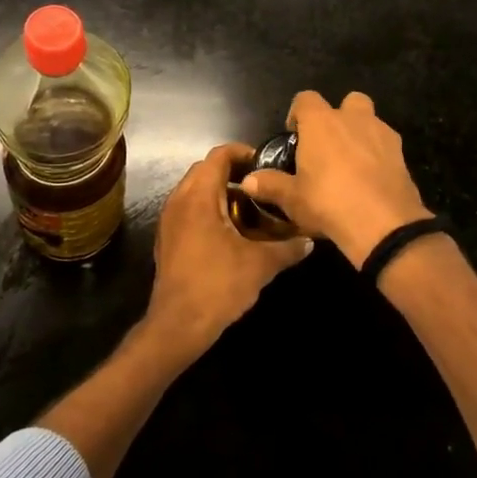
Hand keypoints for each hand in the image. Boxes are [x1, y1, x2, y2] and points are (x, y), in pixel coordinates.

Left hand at [147, 144, 312, 361]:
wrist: (178, 325)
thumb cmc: (218, 286)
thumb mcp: (260, 265)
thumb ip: (287, 248)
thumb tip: (310, 241)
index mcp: (199, 197)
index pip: (218, 155)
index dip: (242, 152)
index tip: (265, 163)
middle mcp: (179, 200)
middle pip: (205, 169)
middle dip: (233, 172)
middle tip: (261, 186)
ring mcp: (169, 220)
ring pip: (194, 190)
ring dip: (219, 191)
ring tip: (249, 209)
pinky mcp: (167, 238)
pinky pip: (188, 209)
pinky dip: (208, 208)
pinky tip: (230, 231)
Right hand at [241, 91, 429, 268]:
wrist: (383, 224)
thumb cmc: (328, 203)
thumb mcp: (292, 199)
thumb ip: (270, 185)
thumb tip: (248, 181)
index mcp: (321, 122)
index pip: (306, 98)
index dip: (298, 113)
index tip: (295, 135)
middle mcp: (353, 119)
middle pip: (348, 100)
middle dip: (339, 116)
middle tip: (328, 145)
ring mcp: (382, 134)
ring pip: (371, 120)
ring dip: (361, 133)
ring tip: (351, 164)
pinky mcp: (401, 154)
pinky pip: (386, 144)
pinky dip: (378, 155)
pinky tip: (370, 179)